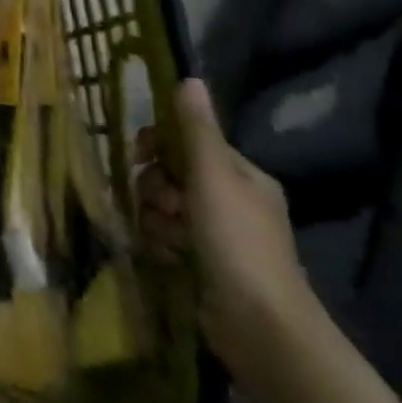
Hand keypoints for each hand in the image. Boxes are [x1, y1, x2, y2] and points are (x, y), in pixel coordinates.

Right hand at [136, 80, 320, 388]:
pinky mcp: (201, 263)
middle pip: (167, 175)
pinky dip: (161, 244)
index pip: (185, 142)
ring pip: (160, 208)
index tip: (142, 157)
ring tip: (171, 241)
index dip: (158, 147)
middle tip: (166, 207)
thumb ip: (196, 129)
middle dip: (155, 189)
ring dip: (156, 220)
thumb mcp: (213, 176)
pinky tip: (169, 258)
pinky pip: (163, 237)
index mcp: (240, 175)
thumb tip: (189, 78)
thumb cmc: (237, 241)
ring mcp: (216, 235)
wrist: (258, 324)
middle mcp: (230, 200)